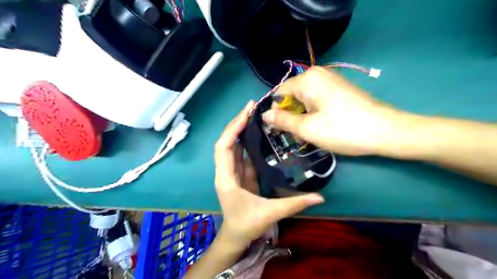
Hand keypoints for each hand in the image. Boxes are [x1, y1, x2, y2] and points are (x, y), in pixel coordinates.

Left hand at [214, 101, 326, 247]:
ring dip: (241, 130)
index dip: (233, 128)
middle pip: (226, 142)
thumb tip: (320, 197)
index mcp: (226, 178)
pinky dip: (246, 142)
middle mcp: (226, 171)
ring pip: (233, 146)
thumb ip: (295, 204)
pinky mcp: (240, 175)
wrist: (235, 237)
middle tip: (251, 107)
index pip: (224, 146)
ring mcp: (232, 172)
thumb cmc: (246, 225)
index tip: (246, 113)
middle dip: (237, 123)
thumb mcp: (270, 213)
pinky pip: (241, 155)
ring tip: (254, 115)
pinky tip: (256, 134)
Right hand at [261, 67, 405, 154]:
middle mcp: (317, 74)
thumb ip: (283, 120)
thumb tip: (265, 115)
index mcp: (307, 79)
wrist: (386, 131)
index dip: (276, 112)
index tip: (278, 130)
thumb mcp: (307, 128)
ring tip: (310, 133)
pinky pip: (316, 99)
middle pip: (292, 95)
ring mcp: (330, 80)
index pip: (279, 93)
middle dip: (290, 115)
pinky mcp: (339, 88)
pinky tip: (321, 125)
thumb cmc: (342, 130)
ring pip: (304, 99)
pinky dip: (313, 112)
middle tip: (297, 135)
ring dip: (302, 116)